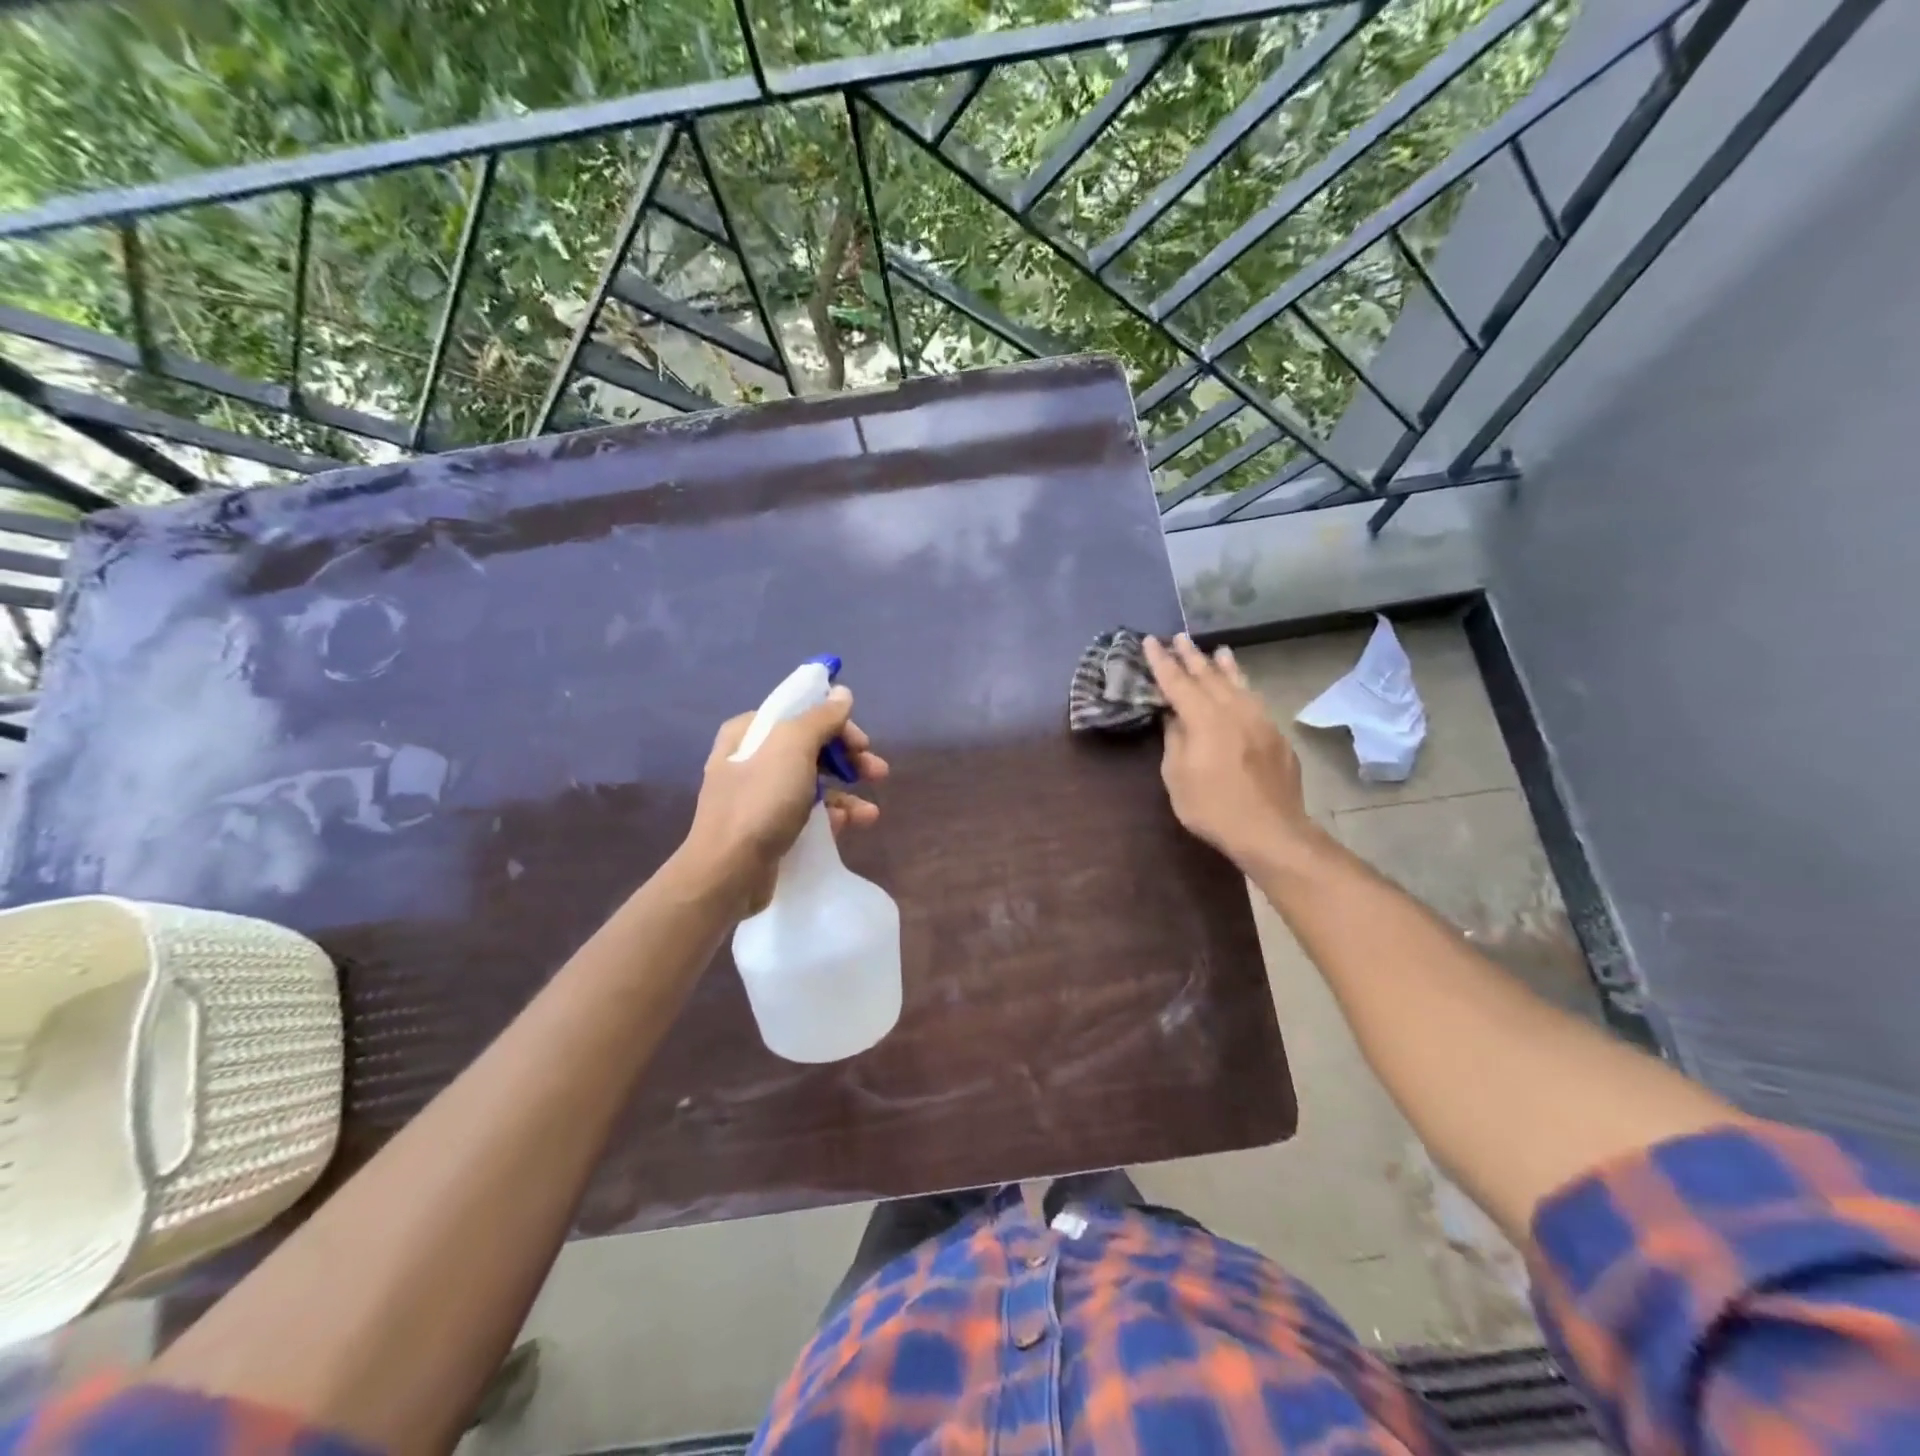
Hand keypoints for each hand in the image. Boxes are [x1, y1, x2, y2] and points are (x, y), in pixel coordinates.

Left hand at [679, 686, 887, 912]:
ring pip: (814, 783)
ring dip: (847, 792)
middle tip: (877, 771)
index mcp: (749, 733)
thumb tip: (842, 693)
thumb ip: (821, 718)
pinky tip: (856, 824)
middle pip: (811, 748)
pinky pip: (809, 814)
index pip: (800, 714)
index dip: (835, 723)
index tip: (862, 742)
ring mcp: (760, 797)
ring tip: (872, 811)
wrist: (729, 872)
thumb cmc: (760, 801)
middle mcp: (751, 760)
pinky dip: (834, 816)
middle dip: (848, 759)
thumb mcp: (793, 747)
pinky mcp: (770, 829)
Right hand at [1143, 634, 1319, 869]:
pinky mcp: (1276, 735)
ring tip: (1217, 650)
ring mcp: (1259, 720)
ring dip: (1223, 666)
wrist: (1270, 830)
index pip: (1178, 682)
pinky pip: (1254, 699)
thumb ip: (1175, 740)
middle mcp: (1234, 710)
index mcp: (1204, 719)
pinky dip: (1242, 685)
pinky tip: (1241, 686)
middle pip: (1209, 676)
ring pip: (1238, 684)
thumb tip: (1174, 718)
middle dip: (1191, 656)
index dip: (1162, 662)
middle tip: (1179, 638)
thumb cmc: (1213, 807)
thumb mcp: (1177, 776)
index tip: (1150, 641)